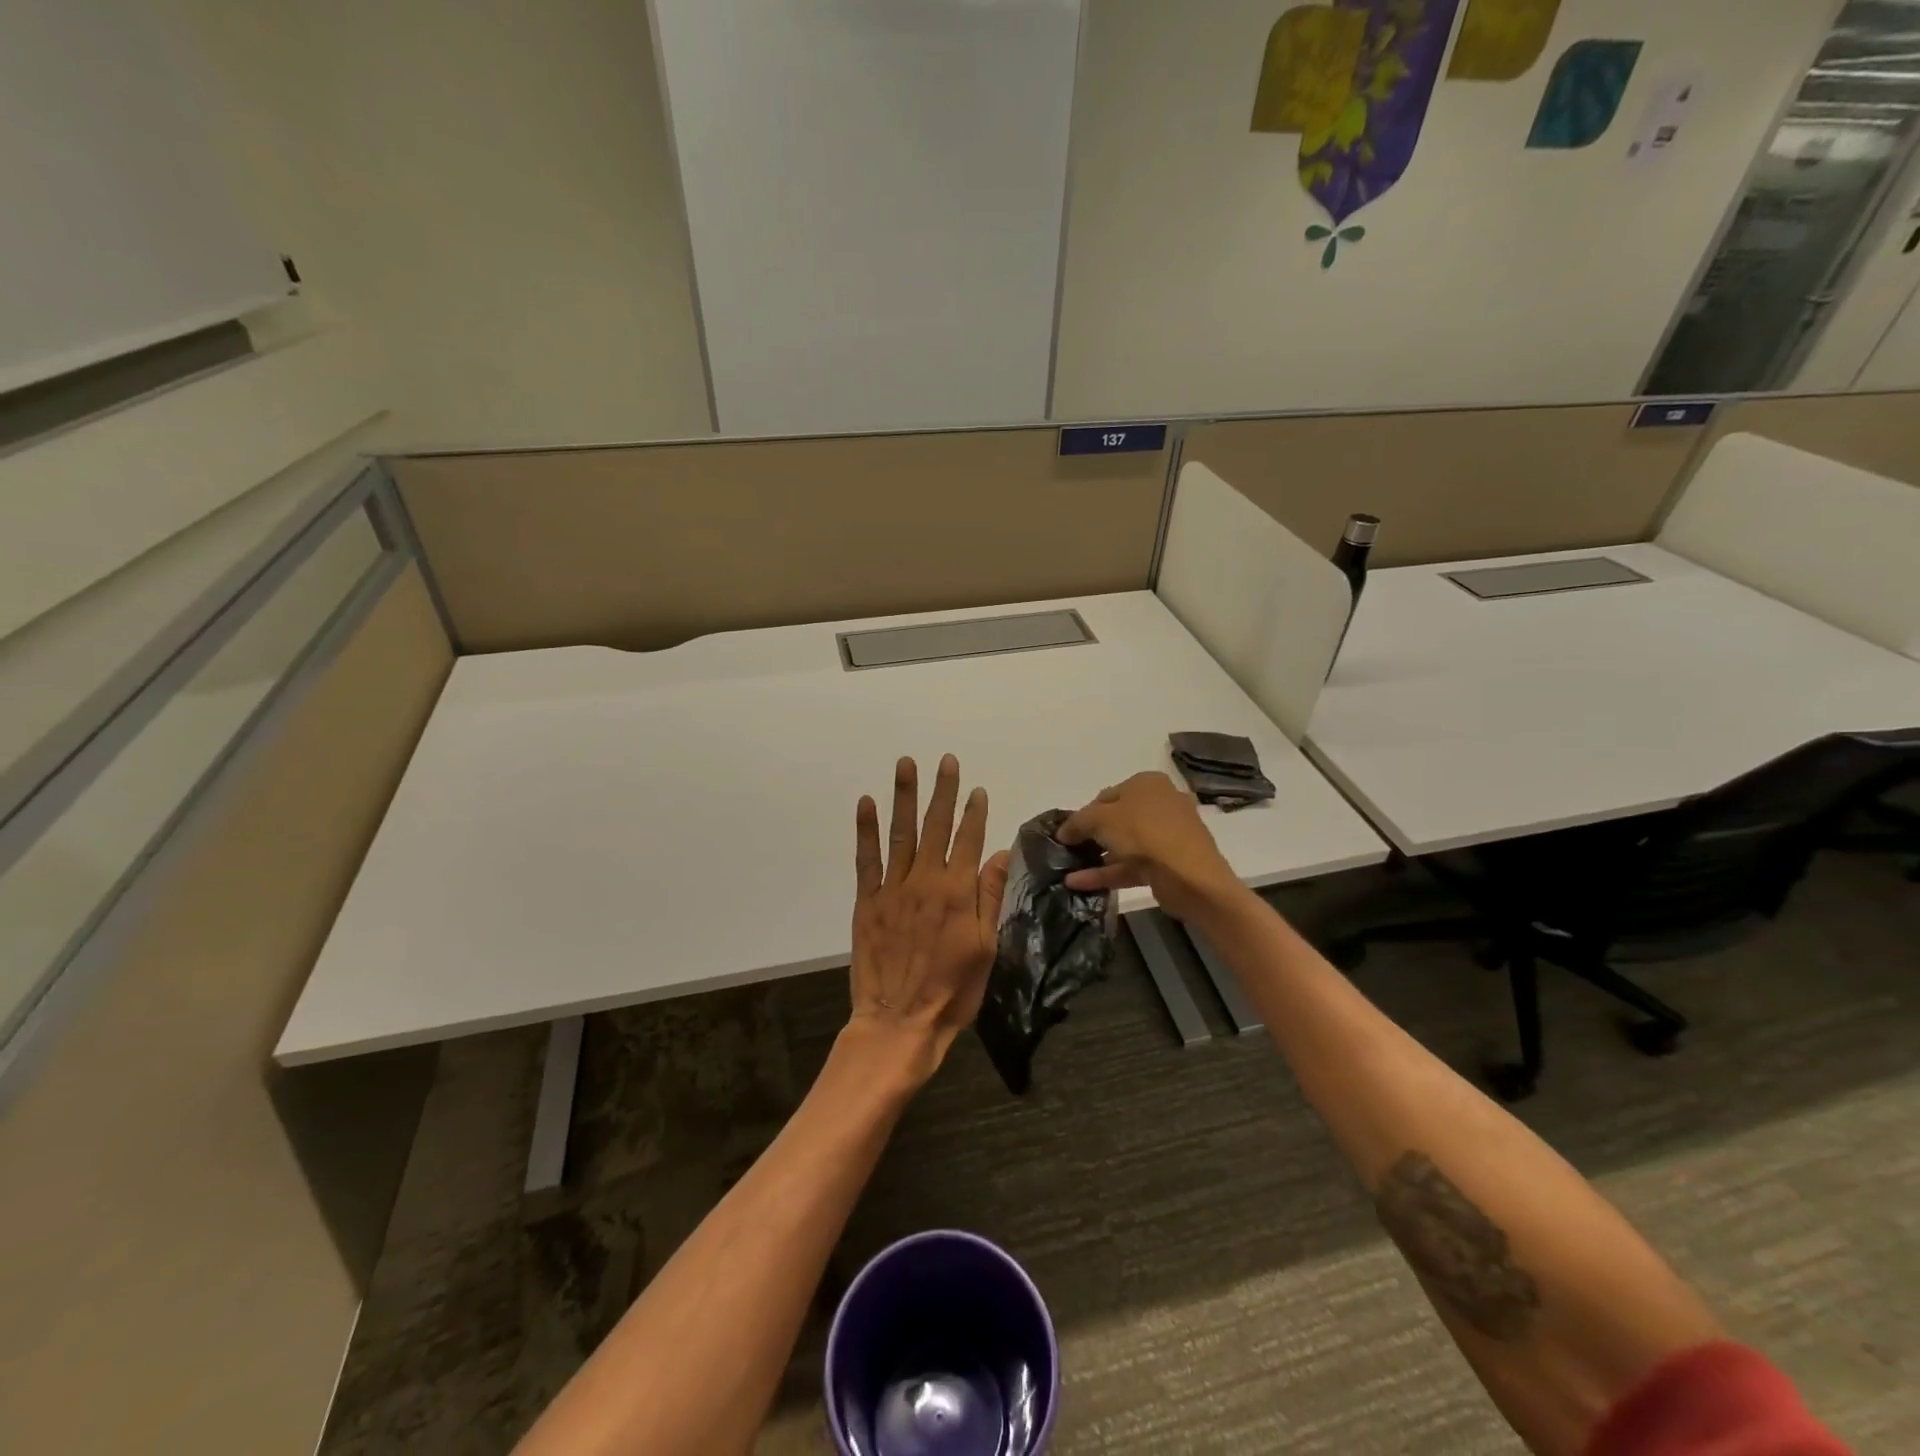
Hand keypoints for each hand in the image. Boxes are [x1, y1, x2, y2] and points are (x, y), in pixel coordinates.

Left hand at [848, 755, 1009, 1086]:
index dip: (974, 813)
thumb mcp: (986, 949)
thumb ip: (990, 897)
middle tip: (945, 761)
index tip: (977, 788)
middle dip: (942, 791)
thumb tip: (999, 853)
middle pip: (936, 826)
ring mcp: (893, 888)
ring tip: (906, 764)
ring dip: (904, 796)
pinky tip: (867, 803)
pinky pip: (866, 858)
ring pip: (901, 833)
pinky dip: (866, 829)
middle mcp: (925, 881)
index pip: (969, 841)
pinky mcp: (867, 901)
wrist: (900, 1021)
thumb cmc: (952, 991)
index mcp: (957, 892)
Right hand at [1058, 772, 1242, 923]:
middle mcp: (1160, 804)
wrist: (1189, 876)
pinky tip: (1077, 883)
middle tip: (1068, 850)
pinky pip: (1130, 865)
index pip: (1107, 795)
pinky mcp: (1167, 864)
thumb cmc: (1143, 832)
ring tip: (1067, 869)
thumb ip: (1077, 822)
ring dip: (1096, 857)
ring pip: (1123, 845)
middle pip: (1116, 820)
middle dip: (1091, 836)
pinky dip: (1106, 873)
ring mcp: (1166, 836)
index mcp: (1147, 784)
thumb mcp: (1100, 819)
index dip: (1083, 813)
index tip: (1067, 832)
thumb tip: (1063, 832)